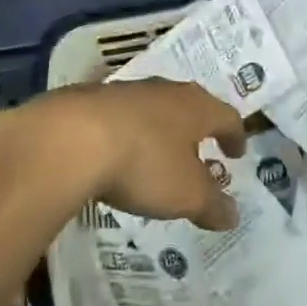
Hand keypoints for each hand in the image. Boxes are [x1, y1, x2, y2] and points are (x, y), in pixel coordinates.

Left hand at [21, 79, 247, 230]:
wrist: (70, 139)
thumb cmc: (144, 164)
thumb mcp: (186, 195)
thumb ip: (212, 205)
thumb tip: (233, 215)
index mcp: (196, 107)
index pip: (227, 117)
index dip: (234, 136)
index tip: (236, 153)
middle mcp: (164, 91)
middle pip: (190, 107)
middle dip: (196, 131)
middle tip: (200, 154)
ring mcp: (125, 91)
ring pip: (153, 108)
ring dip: (160, 130)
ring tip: (157, 156)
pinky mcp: (89, 99)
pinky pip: (118, 116)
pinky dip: (126, 133)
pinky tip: (116, 153)